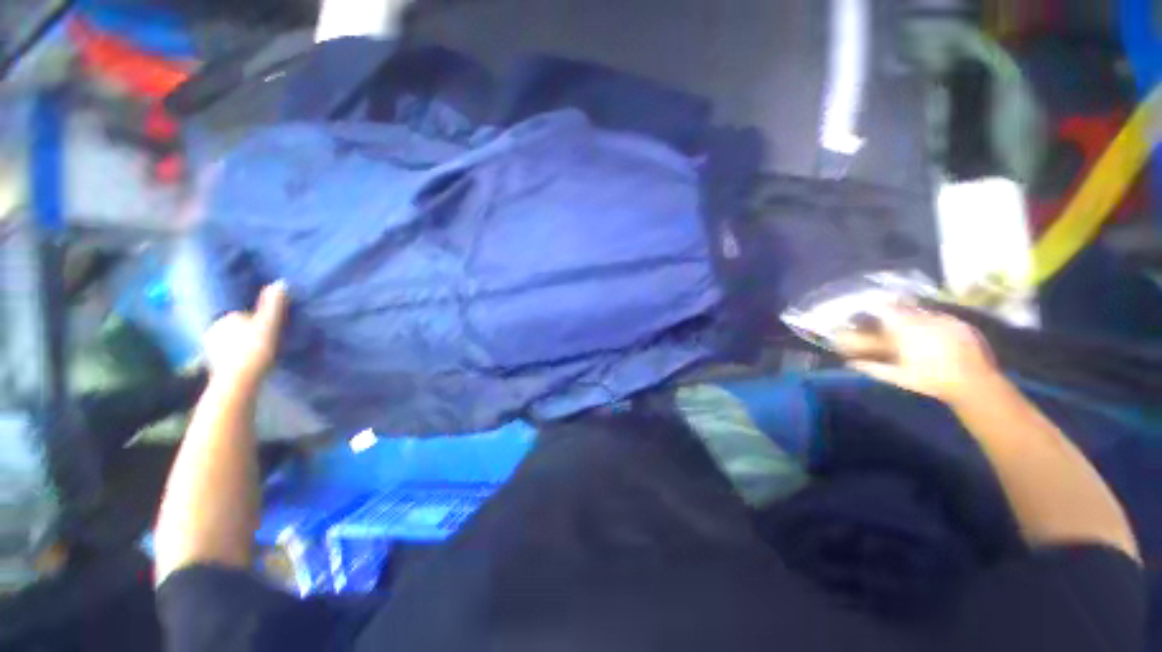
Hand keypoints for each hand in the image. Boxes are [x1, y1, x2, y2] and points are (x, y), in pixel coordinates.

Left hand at [203, 282, 288, 383]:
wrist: (238, 380)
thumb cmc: (254, 349)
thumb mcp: (268, 324)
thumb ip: (273, 305)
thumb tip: (279, 282)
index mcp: (226, 318)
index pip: (242, 314)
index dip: (255, 321)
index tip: (266, 329)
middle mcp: (213, 329)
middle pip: (234, 328)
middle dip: (244, 332)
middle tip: (261, 341)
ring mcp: (210, 348)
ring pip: (228, 341)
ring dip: (238, 345)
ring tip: (254, 354)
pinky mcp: (212, 364)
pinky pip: (225, 355)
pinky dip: (234, 357)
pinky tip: (245, 364)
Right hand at [835, 306, 1000, 405]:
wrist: (974, 384)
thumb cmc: (931, 380)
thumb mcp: (899, 377)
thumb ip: (873, 368)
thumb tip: (851, 363)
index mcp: (908, 330)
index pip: (886, 310)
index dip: (877, 307)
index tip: (870, 309)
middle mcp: (926, 319)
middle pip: (906, 309)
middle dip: (896, 312)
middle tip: (891, 320)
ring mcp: (947, 320)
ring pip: (925, 313)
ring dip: (916, 318)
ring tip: (913, 328)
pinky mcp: (962, 325)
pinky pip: (943, 318)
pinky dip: (935, 323)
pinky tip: (935, 336)